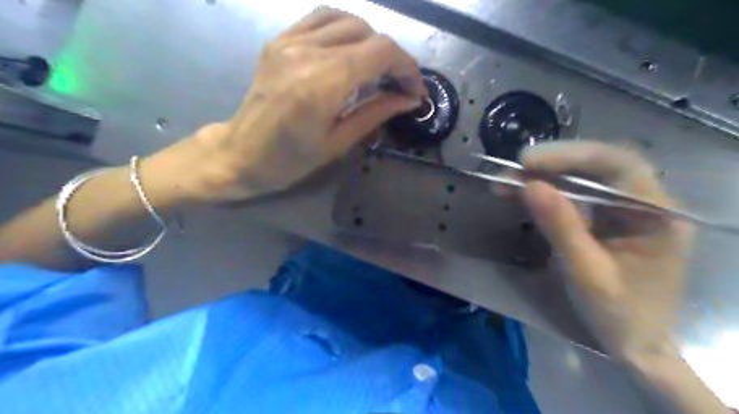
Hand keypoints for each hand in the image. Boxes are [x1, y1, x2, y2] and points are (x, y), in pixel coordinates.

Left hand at [174, 5, 424, 199]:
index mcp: (323, 83)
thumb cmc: (290, 160)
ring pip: (347, 19)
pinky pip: (321, 18)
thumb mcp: (338, 143)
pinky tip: (351, 50)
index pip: (381, 52)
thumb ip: (375, 114)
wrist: (241, 153)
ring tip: (377, 68)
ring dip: (371, 41)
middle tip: (398, 85)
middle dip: (393, 58)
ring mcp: (289, 41)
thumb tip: (409, 99)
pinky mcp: (280, 40)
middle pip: (368, 33)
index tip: (414, 90)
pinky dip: (345, 29)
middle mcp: (307, 52)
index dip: (407, 67)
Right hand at [518, 140, 693, 359]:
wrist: (633, 341)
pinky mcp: (606, 217)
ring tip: (507, 181)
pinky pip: (575, 195)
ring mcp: (625, 208)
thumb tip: (529, 185)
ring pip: (584, 177)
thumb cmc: (618, 312)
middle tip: (513, 169)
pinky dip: (546, 192)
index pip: (619, 165)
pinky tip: (520, 193)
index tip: (528, 162)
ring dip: (544, 177)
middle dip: (554, 164)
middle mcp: (645, 202)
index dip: (572, 156)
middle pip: (600, 165)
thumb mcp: (586, 272)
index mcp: (658, 214)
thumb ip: (560, 226)